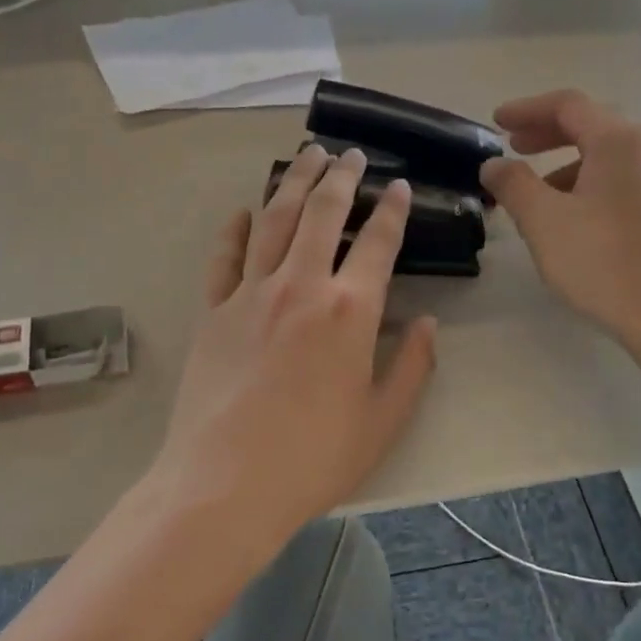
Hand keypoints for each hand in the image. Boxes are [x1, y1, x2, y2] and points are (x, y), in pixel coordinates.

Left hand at [146, 145, 437, 546]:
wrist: (224, 485)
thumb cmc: (313, 459)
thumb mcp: (383, 421)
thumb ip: (413, 367)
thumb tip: (428, 324)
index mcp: (349, 311)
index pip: (377, 243)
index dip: (391, 209)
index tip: (397, 186)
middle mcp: (300, 287)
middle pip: (322, 214)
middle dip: (341, 178)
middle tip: (351, 154)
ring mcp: (250, 295)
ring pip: (273, 220)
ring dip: (293, 184)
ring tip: (307, 157)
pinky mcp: (213, 312)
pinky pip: (225, 258)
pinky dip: (236, 229)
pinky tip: (244, 212)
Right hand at [480, 89, 640, 344]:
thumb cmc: (599, 258)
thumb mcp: (542, 219)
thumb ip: (513, 184)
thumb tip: (494, 164)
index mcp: (617, 141)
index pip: (568, 105)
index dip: (527, 109)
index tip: (496, 123)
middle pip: (590, 124)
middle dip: (547, 132)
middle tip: (514, 146)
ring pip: (605, 155)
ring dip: (564, 162)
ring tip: (535, 191)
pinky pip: (618, 179)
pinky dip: (586, 182)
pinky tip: (568, 215)